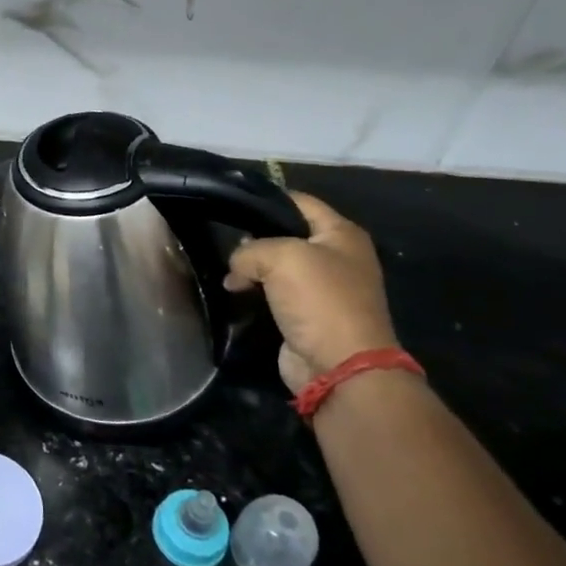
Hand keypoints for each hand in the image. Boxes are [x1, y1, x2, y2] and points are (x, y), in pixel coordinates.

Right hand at [223, 191, 399, 392]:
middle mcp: (336, 257)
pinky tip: (233, 292)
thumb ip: (249, 250)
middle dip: (254, 237)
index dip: (266, 199)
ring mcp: (323, 288)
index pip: (299, 202)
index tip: (231, 203)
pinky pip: (274, 293)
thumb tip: (236, 269)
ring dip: (251, 269)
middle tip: (223, 240)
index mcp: (342, 234)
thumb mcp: (280, 257)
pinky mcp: (307, 315)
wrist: (340, 366)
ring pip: (276, 266)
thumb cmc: (319, 300)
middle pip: (286, 234)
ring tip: (225, 270)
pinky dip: (254, 292)